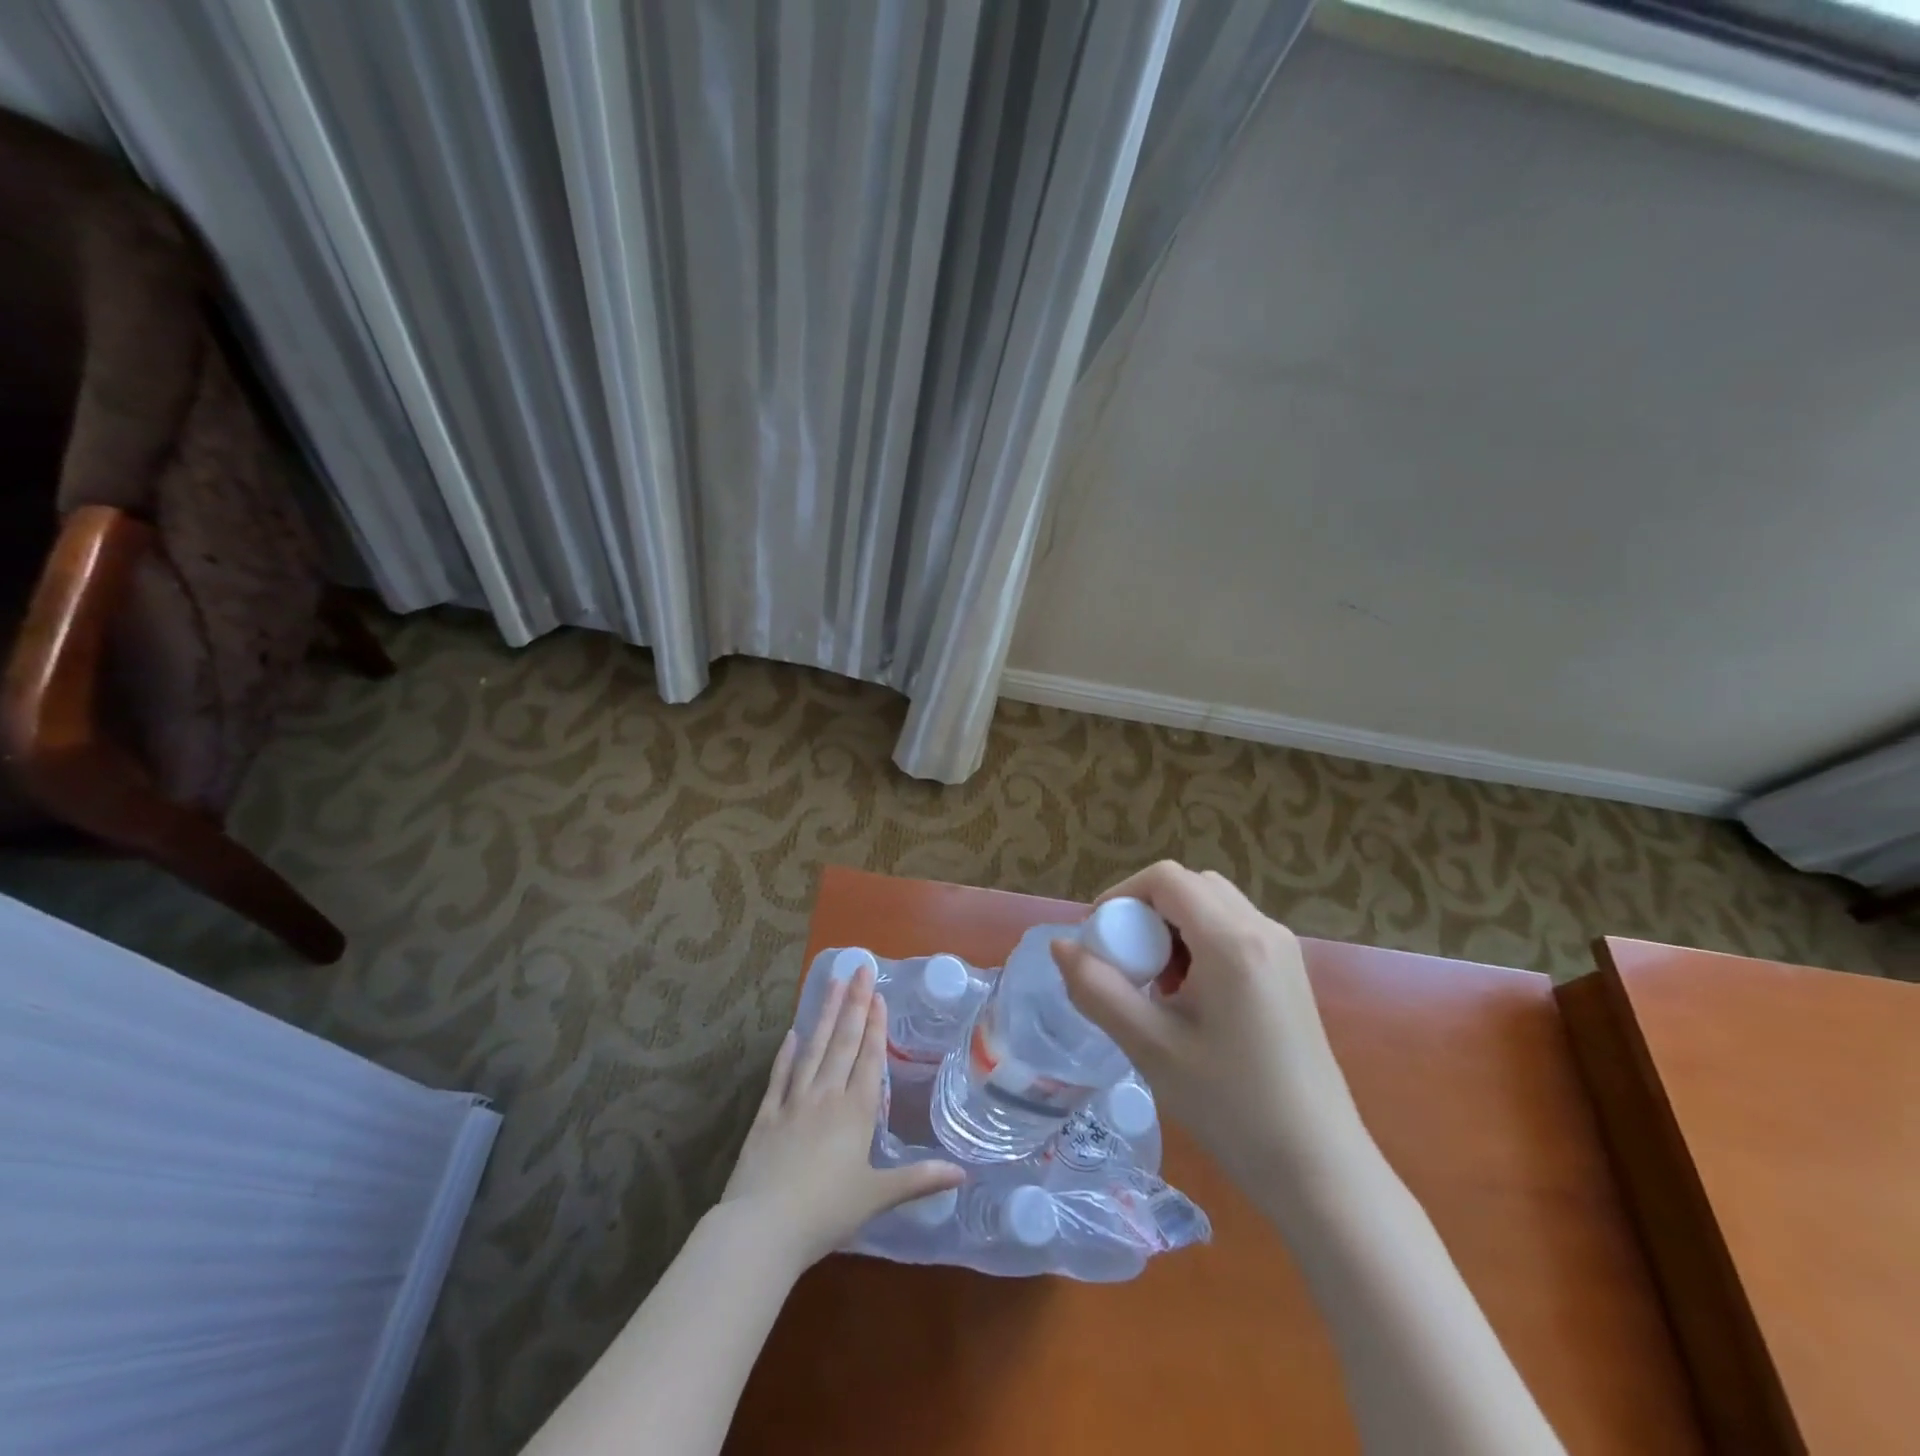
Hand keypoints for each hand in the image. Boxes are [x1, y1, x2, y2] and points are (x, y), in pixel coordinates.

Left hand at [719, 964, 963, 1268]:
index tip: (877, 994)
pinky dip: (786, 1054)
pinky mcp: (766, 1116)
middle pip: (842, 1042)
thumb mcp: (877, 1197)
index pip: (869, 1058)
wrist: (763, 1227)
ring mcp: (793, 1102)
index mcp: (855, 1111)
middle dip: (853, 1004)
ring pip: (813, 1049)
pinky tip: (791, 1034)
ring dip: (823, 1015)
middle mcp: (826, 1096)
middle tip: (858, 968)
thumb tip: (963, 1174)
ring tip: (831, 983)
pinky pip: (779, 1077)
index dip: (875, 1026)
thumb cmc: (826, 1212)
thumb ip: (919, 1180)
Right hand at [1052, 862, 1365, 1187]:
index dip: (1121, 895)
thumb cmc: (1231, 1107)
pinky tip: (1191, 999)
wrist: (1319, 1168)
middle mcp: (1263, 929)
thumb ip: (1098, 989)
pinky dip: (1200, 943)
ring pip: (1213, 905)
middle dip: (1147, 911)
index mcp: (1232, 940)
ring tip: (1157, 986)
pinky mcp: (1289, 973)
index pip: (1166, 879)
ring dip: (1173, 928)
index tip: (1098, 939)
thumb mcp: (1151, 1047)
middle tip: (1126, 962)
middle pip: (1190, 886)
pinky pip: (1234, 930)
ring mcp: (1283, 950)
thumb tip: (1060, 945)